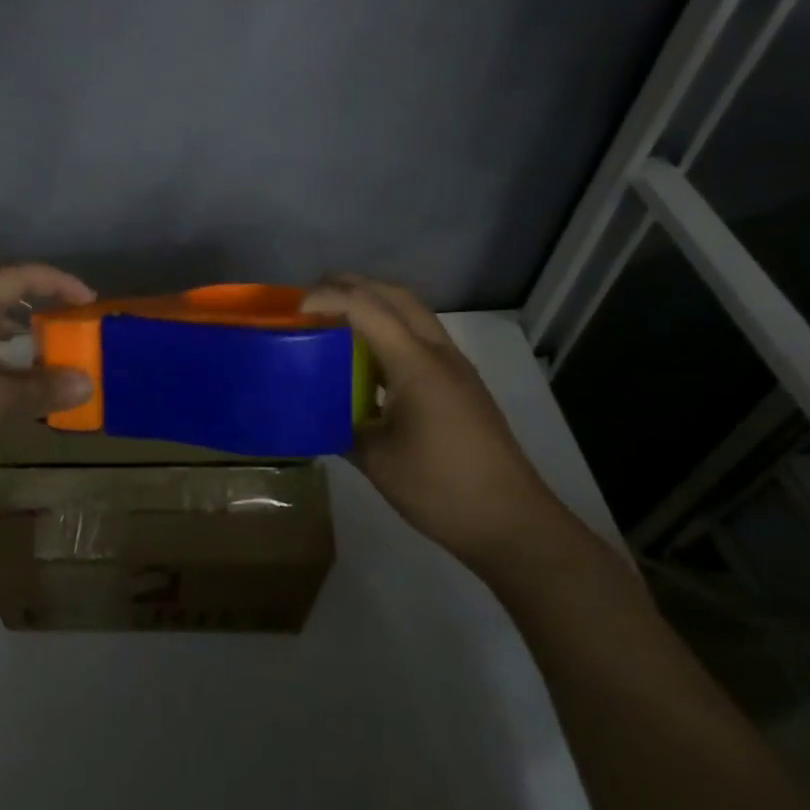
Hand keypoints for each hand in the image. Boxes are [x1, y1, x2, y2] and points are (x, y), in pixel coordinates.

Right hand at [302, 275, 573, 567]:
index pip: (366, 308)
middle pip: (394, 295)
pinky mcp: (461, 385)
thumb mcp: (376, 460)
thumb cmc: (441, 489)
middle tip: (314, 297)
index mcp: (416, 364)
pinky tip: (368, 361)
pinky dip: (390, 330)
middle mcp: (439, 353)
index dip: (328, 298)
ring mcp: (455, 368)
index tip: (295, 310)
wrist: (513, 524)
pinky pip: (421, 338)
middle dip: (352, 285)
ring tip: (336, 320)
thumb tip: (318, 413)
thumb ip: (341, 426)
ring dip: (375, 304)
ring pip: (412, 313)